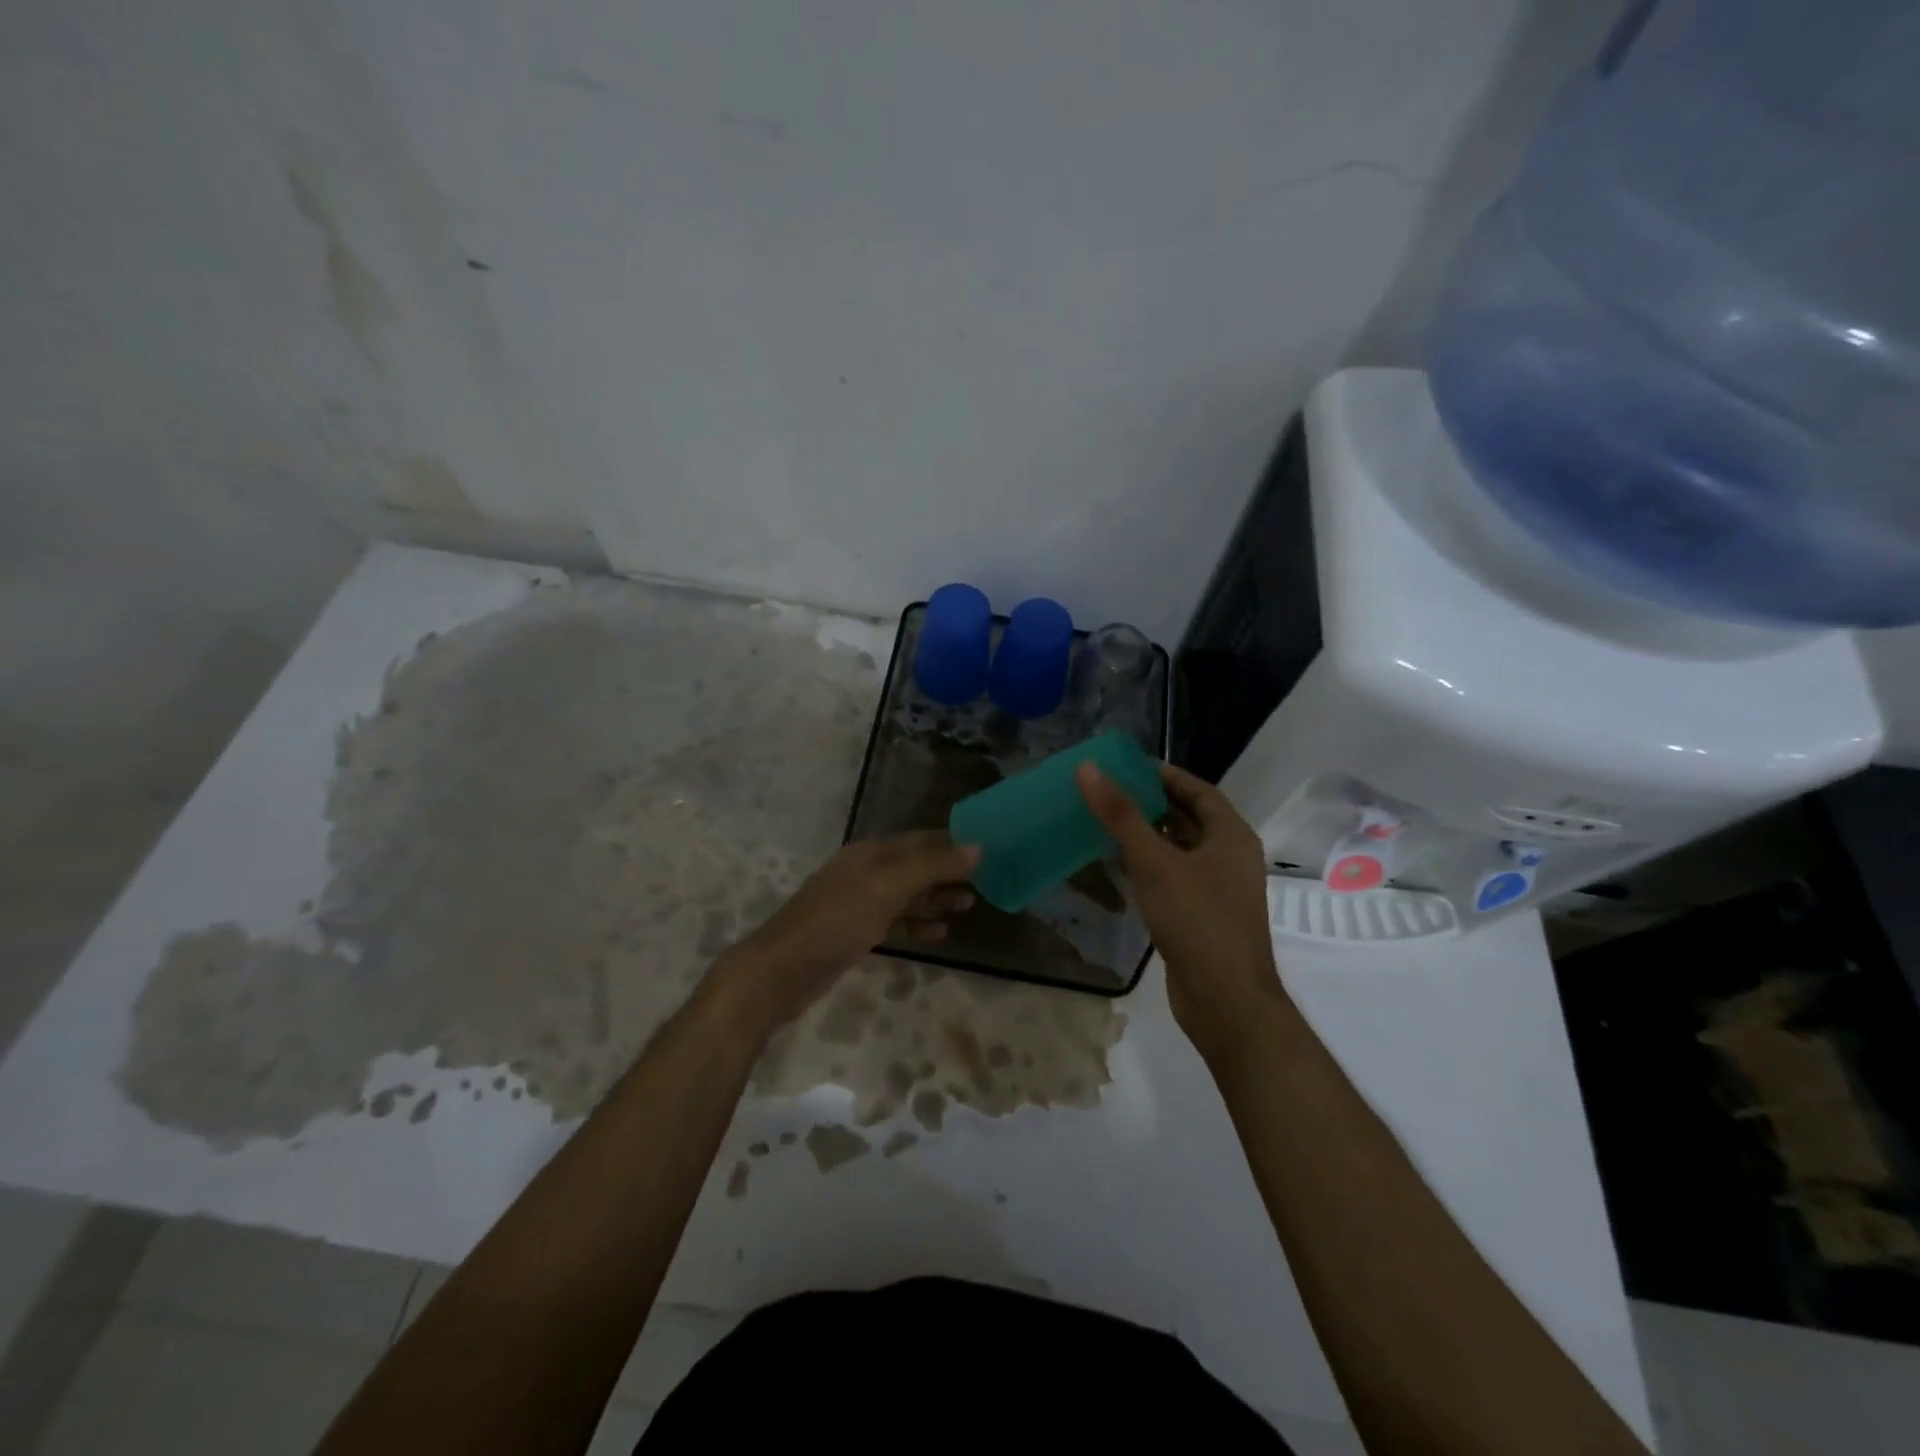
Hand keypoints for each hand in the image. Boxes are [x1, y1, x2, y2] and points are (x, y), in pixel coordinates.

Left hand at [705, 832, 979, 1039]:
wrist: (782, 970)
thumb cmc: (837, 921)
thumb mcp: (888, 888)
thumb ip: (932, 867)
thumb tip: (978, 847)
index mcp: (871, 853)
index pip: (921, 840)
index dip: (953, 843)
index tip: (987, 850)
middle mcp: (866, 872)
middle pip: (915, 866)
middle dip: (948, 873)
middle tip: (984, 884)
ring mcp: (859, 903)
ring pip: (907, 895)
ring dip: (936, 899)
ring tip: (968, 906)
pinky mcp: (855, 933)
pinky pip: (895, 922)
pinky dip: (917, 924)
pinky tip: (939, 934)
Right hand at [1076, 759, 1284, 1060]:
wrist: (1225, 1001)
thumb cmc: (1197, 921)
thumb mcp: (1155, 862)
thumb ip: (1121, 815)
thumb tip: (1089, 769)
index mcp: (1231, 836)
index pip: (1198, 790)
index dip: (1164, 775)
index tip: (1126, 766)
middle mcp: (1228, 857)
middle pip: (1188, 818)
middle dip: (1150, 803)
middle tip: (1107, 791)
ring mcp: (1216, 889)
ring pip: (1178, 850)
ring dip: (1146, 836)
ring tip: (1104, 821)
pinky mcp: (1200, 915)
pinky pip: (1172, 878)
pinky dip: (1147, 867)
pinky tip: (1116, 866)